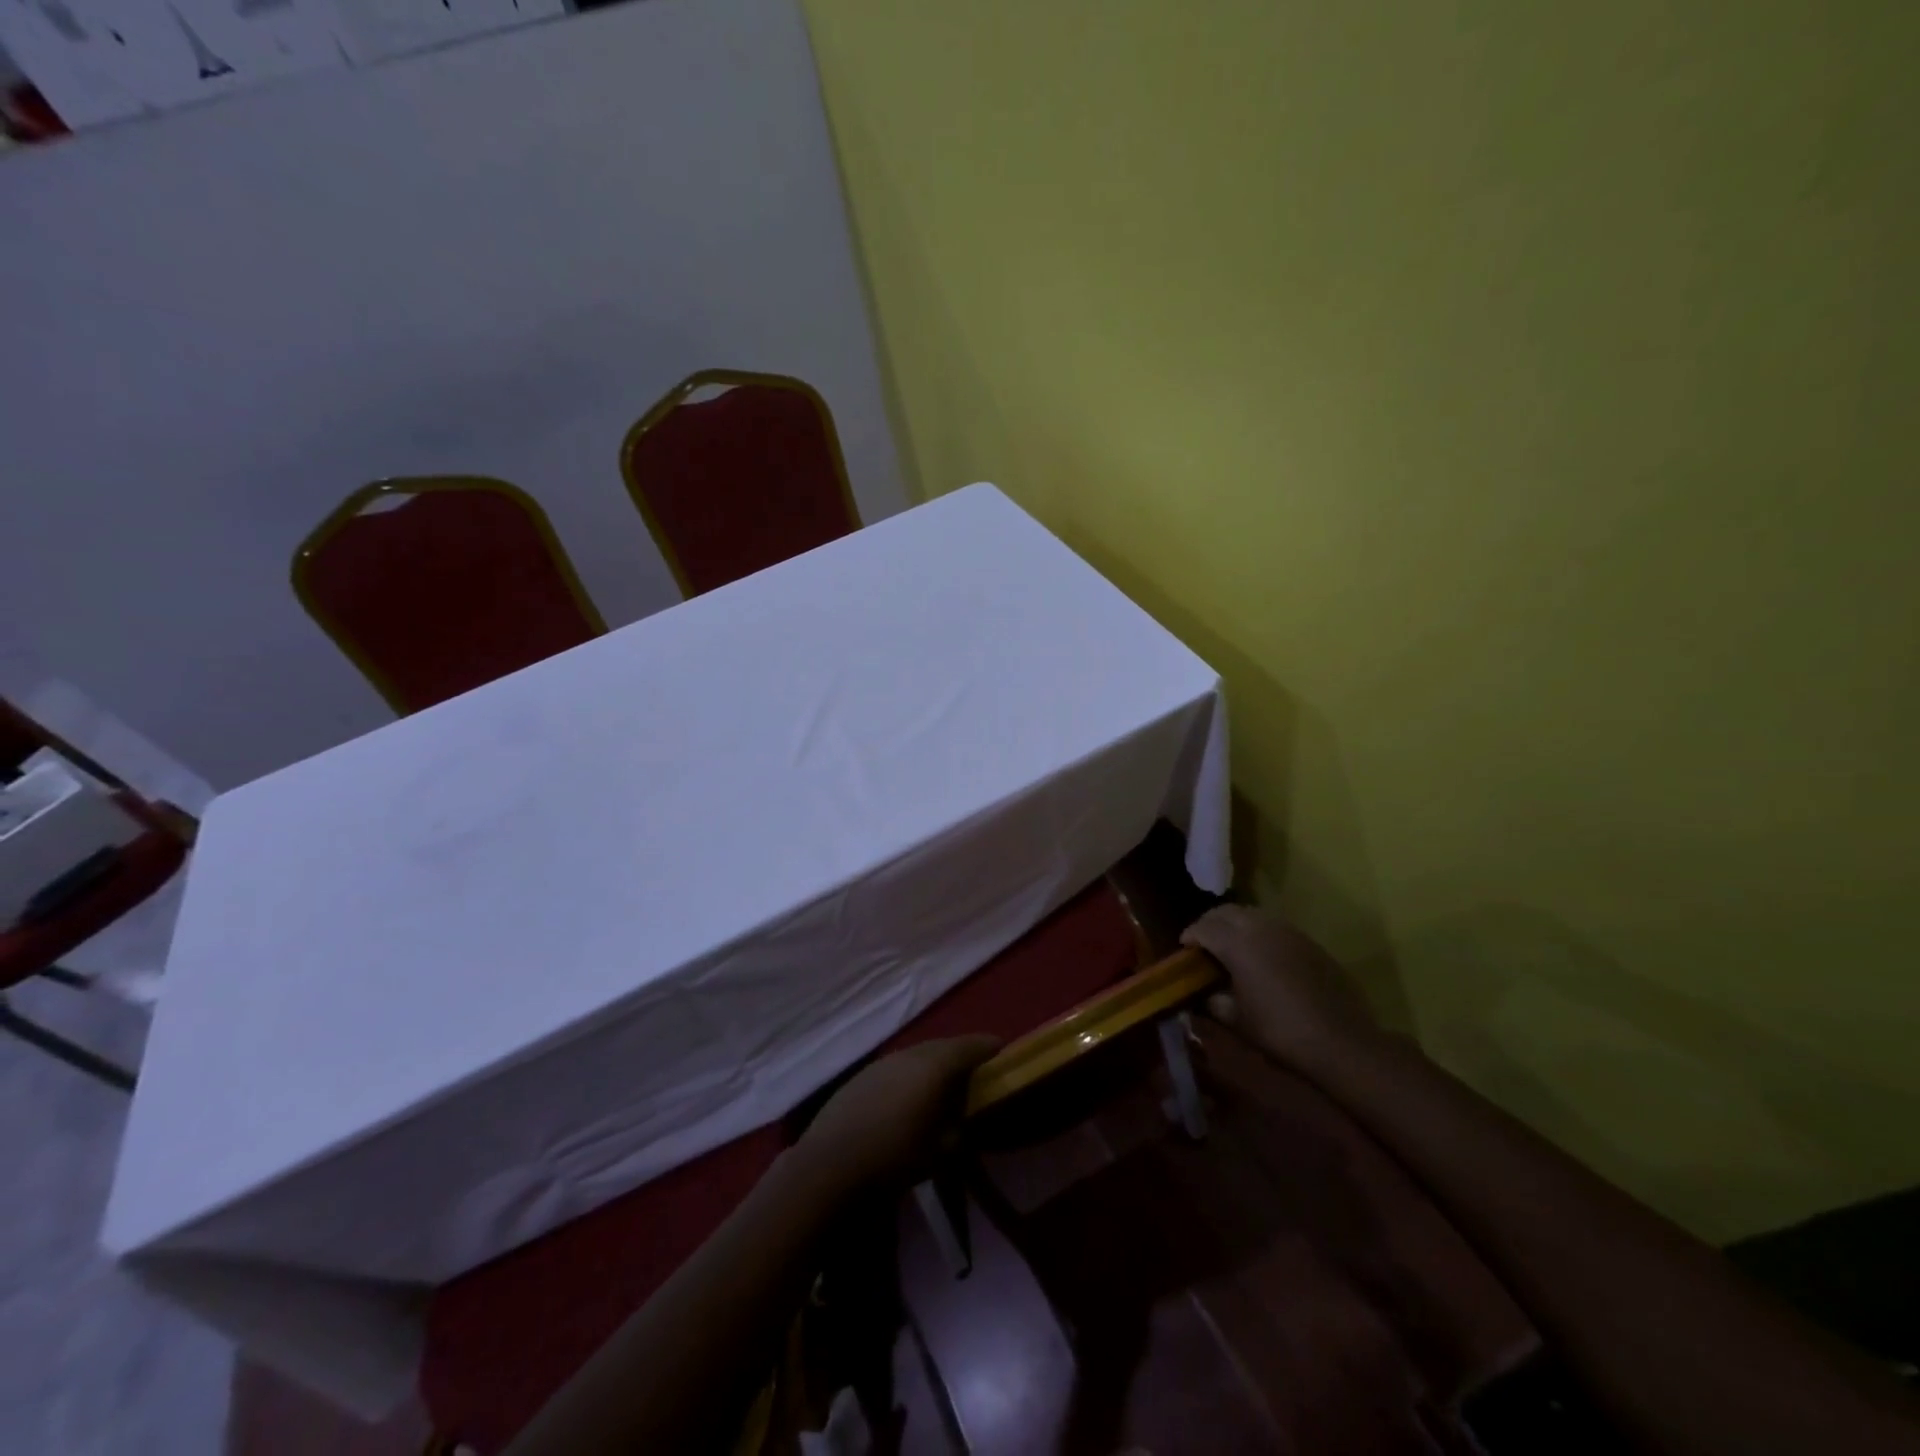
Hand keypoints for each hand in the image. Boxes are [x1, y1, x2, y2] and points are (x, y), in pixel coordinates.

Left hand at [796, 1036, 1000, 1193]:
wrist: (828, 1166)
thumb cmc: (894, 1158)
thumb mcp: (942, 1153)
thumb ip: (961, 1131)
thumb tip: (965, 1122)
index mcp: (935, 1065)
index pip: (972, 1045)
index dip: (990, 1049)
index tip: (1004, 1056)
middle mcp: (910, 1053)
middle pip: (945, 1046)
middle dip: (962, 1057)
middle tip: (976, 1076)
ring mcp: (883, 1062)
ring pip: (919, 1055)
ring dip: (934, 1066)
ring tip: (943, 1089)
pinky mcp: (861, 1076)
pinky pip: (897, 1068)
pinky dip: (910, 1076)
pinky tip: (908, 1099)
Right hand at [1181, 905, 1384, 1078]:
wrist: (1341, 1042)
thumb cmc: (1280, 1031)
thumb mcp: (1236, 1020)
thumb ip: (1212, 1001)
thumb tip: (1201, 995)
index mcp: (1237, 943)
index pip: (1203, 927)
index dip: (1189, 936)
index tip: (1184, 951)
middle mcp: (1260, 927)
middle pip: (1226, 912)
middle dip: (1210, 923)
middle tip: (1204, 945)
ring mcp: (1288, 931)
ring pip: (1251, 914)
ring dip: (1235, 925)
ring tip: (1232, 949)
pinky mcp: (1309, 941)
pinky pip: (1275, 927)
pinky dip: (1259, 934)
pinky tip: (1263, 958)